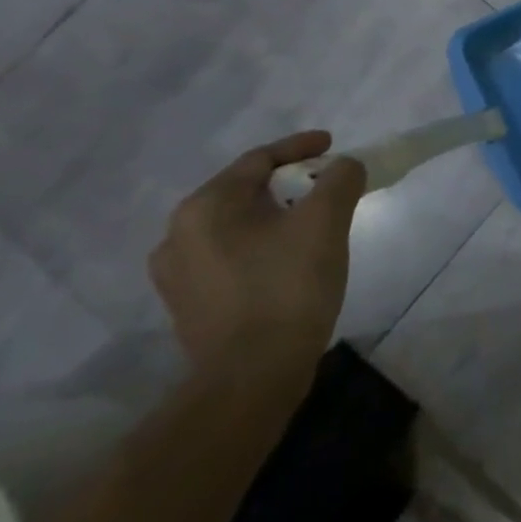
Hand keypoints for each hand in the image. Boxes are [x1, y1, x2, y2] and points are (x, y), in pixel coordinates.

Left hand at [150, 131, 367, 387]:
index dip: (300, 147)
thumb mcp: (326, 221)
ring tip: (310, 222)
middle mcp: (178, 234)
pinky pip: (229, 256)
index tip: (333, 144)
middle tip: (327, 185)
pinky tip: (286, 259)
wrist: (252, 377)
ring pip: (236, 225)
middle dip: (289, 183)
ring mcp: (177, 274)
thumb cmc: (287, 287)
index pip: (258, 160)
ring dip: (274, 216)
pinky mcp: (187, 305)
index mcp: (206, 206)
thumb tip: (344, 166)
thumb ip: (340, 179)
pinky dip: (260, 245)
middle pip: (244, 191)